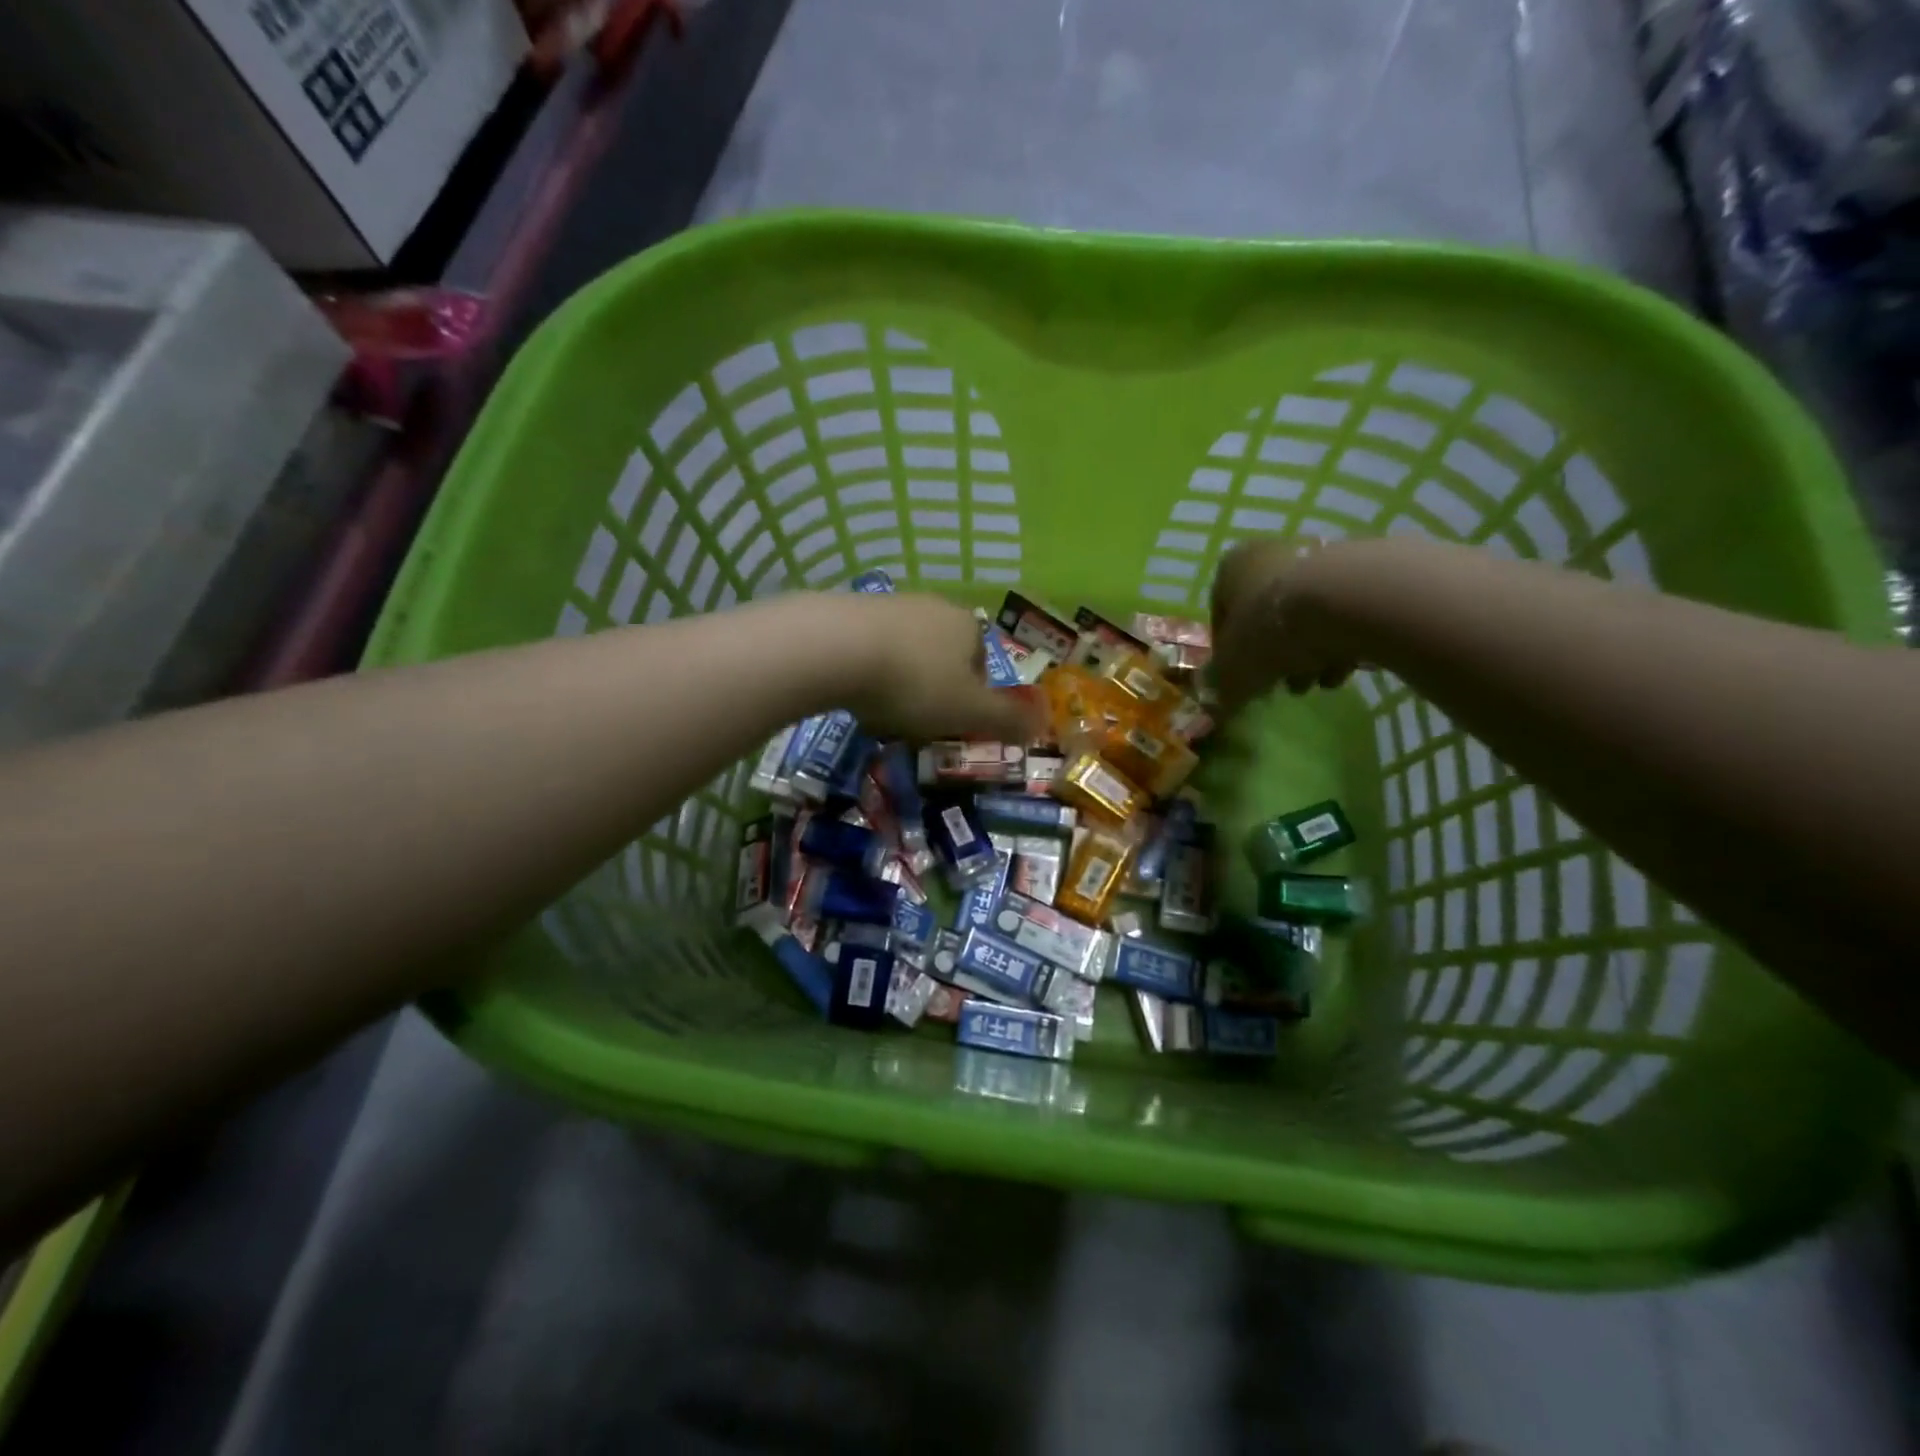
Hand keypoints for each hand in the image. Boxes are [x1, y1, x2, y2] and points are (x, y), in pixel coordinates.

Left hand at [825, 592, 1043, 742]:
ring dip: (898, 679)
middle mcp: (933, 607)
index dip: (972, 697)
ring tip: (880, 710)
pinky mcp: (849, 610)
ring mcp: (889, 604)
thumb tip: (1041, 725)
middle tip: (916, 720)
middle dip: (933, 688)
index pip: (981, 663)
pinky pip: (869, 647)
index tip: (952, 722)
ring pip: (905, 651)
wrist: (836, 648)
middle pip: (942, 655)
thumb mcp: (968, 712)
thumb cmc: (914, 683)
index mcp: (967, 626)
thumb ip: (1007, 720)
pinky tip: (853, 690)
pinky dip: (866, 670)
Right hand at [1210, 538, 1359, 711]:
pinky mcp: (1360, 570)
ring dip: (1308, 654)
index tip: (1242, 681)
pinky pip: (1340, 613)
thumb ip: (1223, 686)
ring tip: (1318, 682)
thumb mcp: (1233, 672)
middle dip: (1274, 656)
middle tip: (1283, 685)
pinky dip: (1340, 642)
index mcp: (1231, 569)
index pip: (1221, 617)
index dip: (1229, 656)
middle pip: (1266, 617)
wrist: (1347, 601)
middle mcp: (1271, 554)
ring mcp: (1318, 557)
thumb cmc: (1270, 631)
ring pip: (1304, 618)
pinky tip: (1346, 668)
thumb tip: (1221, 700)